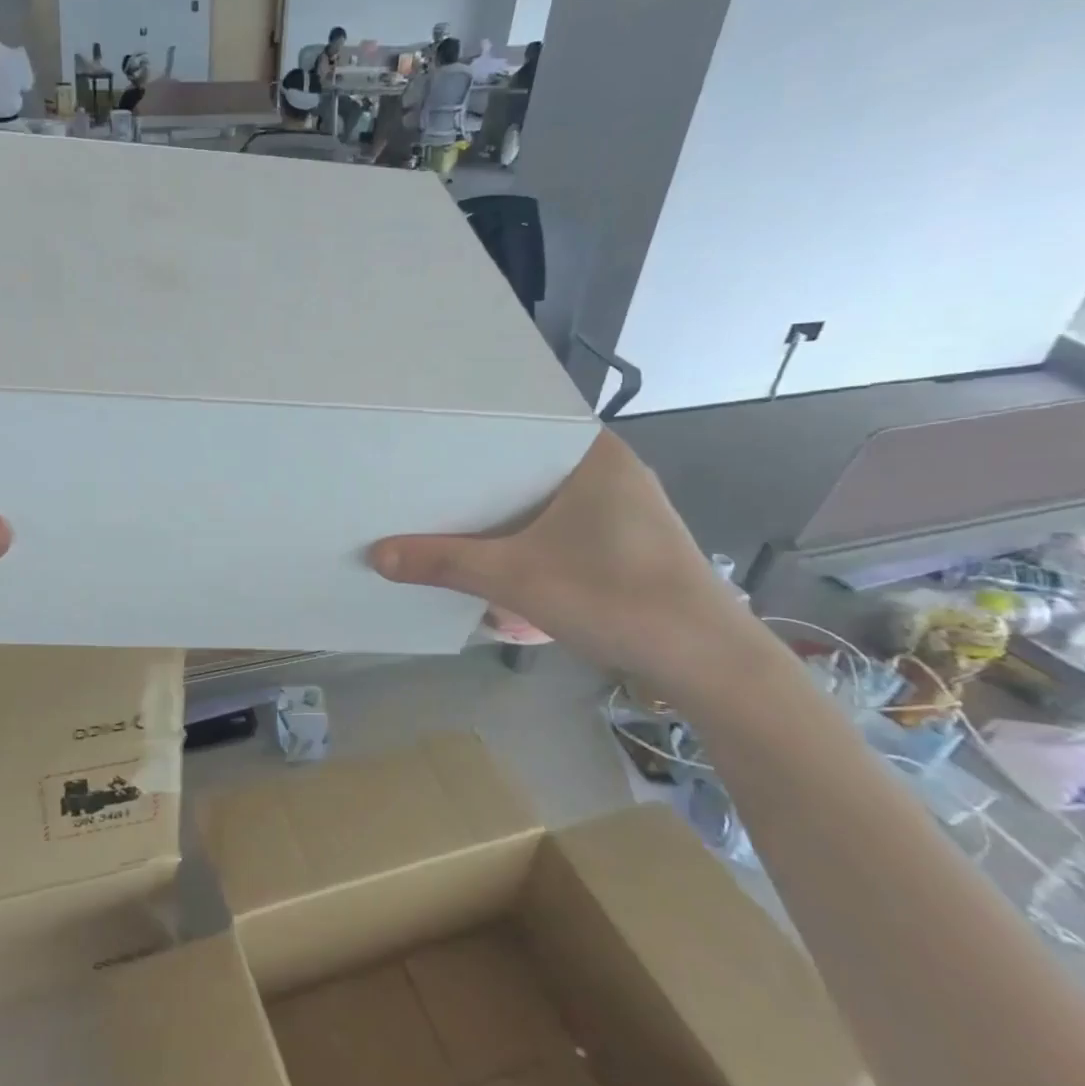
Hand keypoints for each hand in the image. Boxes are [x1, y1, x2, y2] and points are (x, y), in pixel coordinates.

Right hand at [370, 431, 748, 679]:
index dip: (469, 432)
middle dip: (478, 474)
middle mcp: (611, 468)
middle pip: (526, 460)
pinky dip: (528, 528)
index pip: (519, 422)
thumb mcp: (516, 578)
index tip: (425, 440)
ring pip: (544, 493)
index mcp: (593, 453)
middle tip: (422, 476)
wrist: (707, 663)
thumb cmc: (615, 598)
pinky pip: (561, 519)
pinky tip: (496, 545)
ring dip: (503, 507)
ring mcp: (624, 505)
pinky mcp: (627, 539)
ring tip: (446, 508)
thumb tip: (377, 555)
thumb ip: (444, 563)